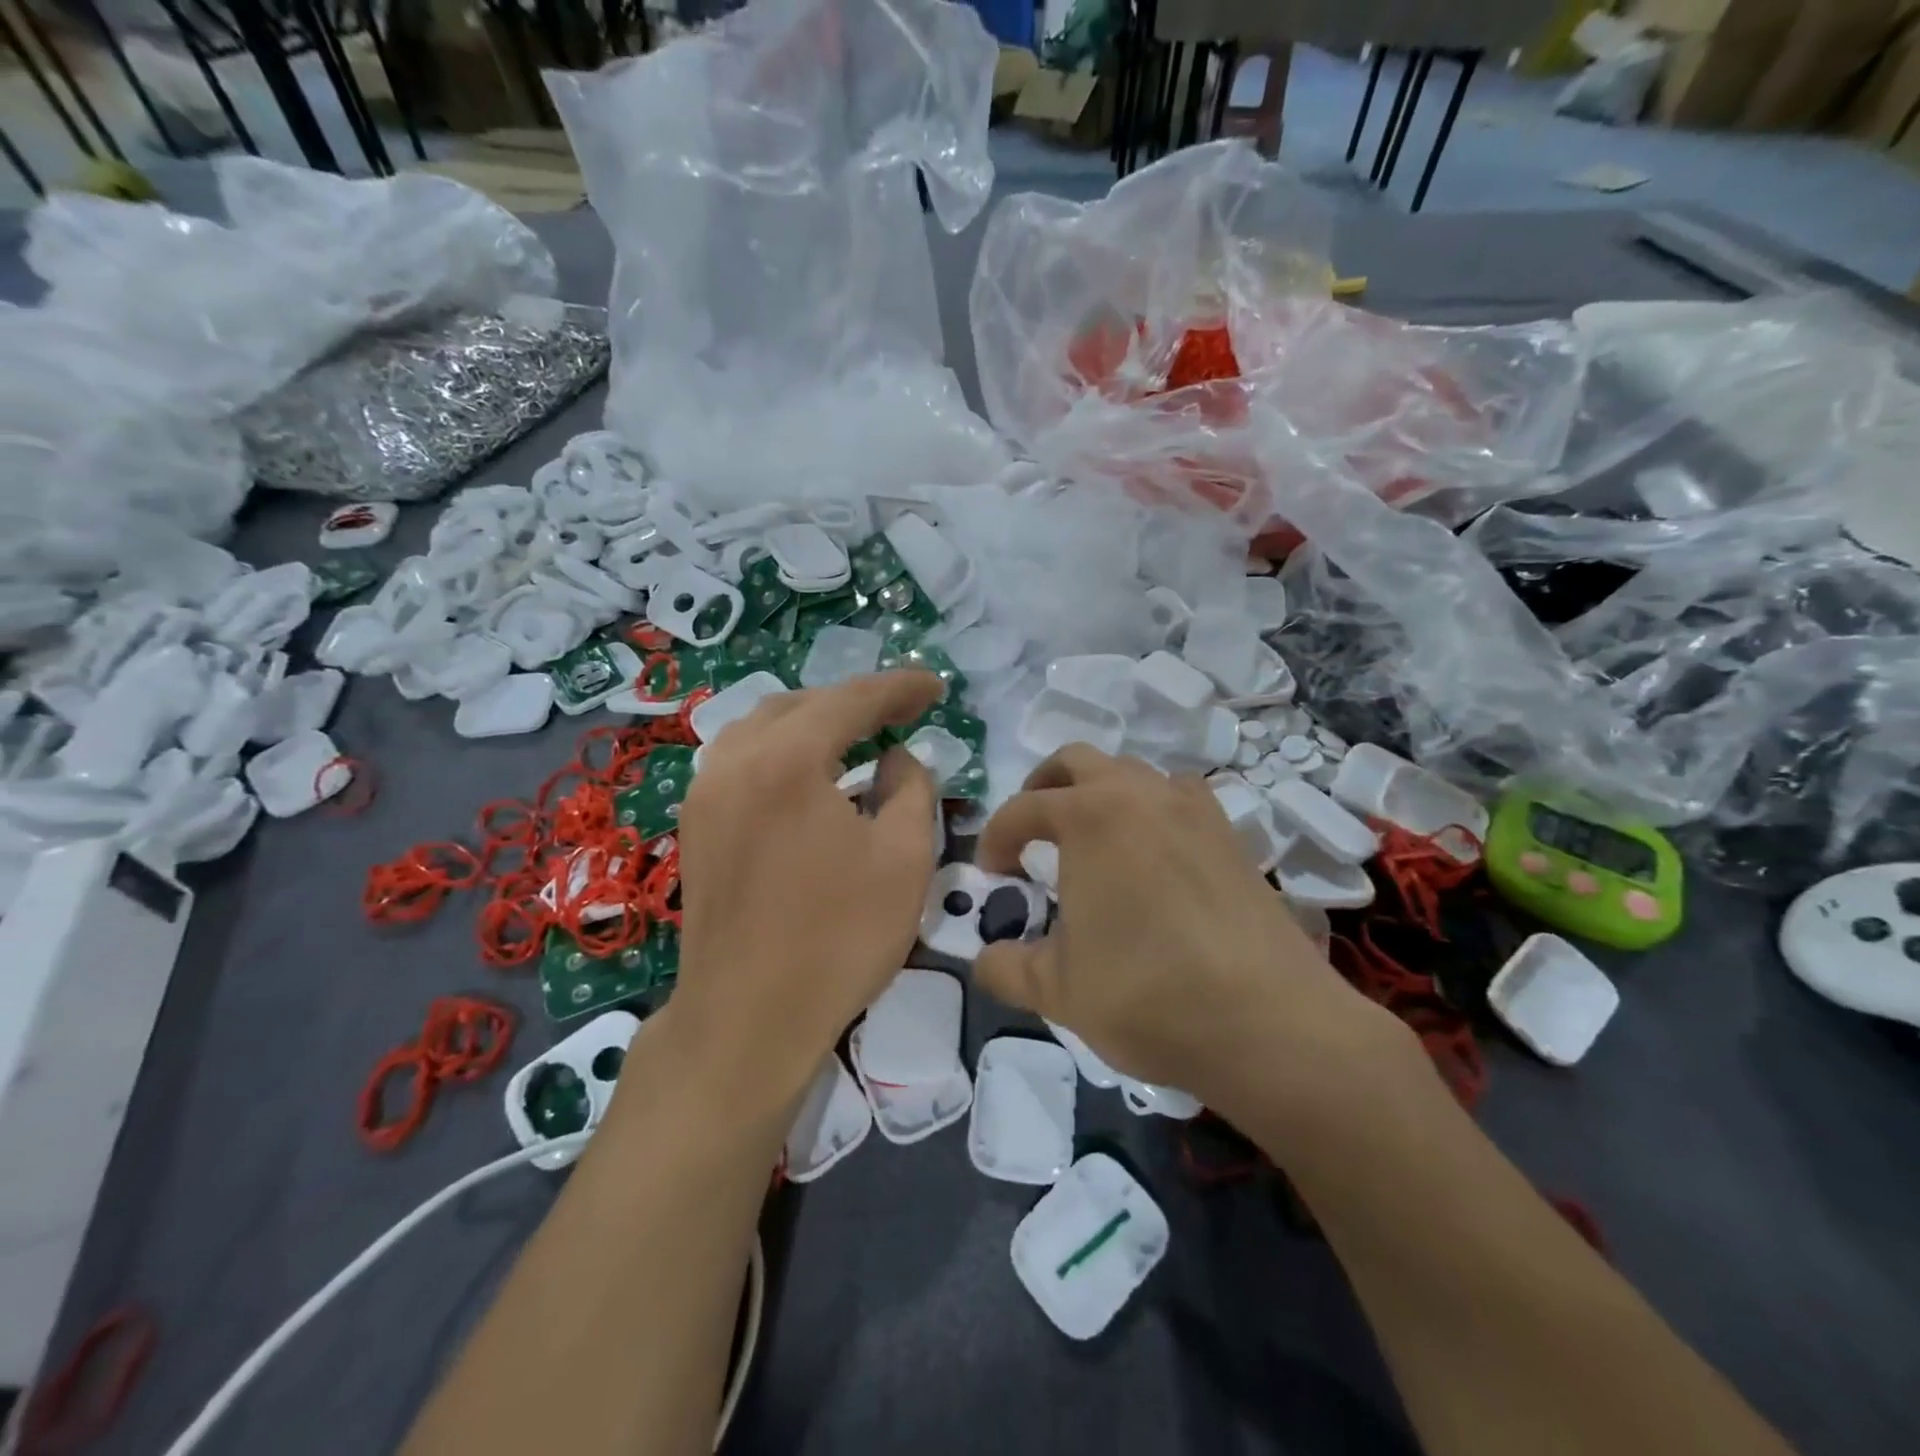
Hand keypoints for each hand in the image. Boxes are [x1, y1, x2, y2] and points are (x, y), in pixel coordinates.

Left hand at [655, 670, 942, 1112]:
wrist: (747, 1020)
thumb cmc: (838, 939)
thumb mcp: (904, 859)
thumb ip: (911, 788)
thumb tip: (896, 758)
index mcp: (786, 760)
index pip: (851, 700)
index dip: (899, 687)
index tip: (935, 686)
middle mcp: (735, 760)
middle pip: (802, 704)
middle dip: (856, 701)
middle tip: (902, 712)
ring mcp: (705, 791)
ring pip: (764, 726)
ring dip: (815, 721)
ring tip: (857, 735)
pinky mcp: (695, 823)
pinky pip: (742, 758)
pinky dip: (782, 749)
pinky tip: (808, 773)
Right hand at [973, 746, 1412, 1123]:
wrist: (1269, 1022)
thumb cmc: (1148, 995)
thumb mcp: (1057, 990)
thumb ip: (1006, 968)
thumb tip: (984, 960)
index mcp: (1088, 818)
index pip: (1023, 808)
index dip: (996, 836)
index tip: (992, 873)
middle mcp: (1139, 795)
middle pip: (1077, 761)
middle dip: (1043, 789)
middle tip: (1032, 834)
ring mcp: (1192, 809)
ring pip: (1132, 772)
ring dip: (1100, 793)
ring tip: (1092, 841)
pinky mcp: (1231, 834)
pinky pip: (1180, 797)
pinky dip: (1152, 809)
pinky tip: (1153, 854)